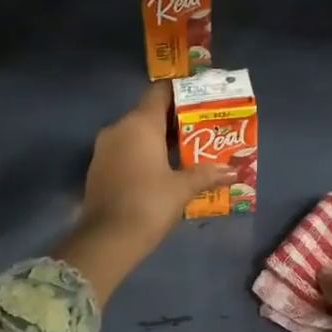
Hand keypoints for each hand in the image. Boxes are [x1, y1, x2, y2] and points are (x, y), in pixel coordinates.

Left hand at [55, 83, 233, 303]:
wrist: (106, 239)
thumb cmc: (149, 204)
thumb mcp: (182, 188)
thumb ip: (207, 174)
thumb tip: (233, 171)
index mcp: (140, 123)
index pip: (160, 92)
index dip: (182, 93)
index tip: (201, 101)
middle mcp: (119, 128)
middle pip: (149, 113)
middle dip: (175, 121)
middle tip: (202, 131)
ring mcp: (105, 148)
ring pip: (136, 133)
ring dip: (159, 140)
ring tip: (187, 152)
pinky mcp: (99, 168)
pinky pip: (126, 150)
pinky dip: (144, 154)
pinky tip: (163, 170)